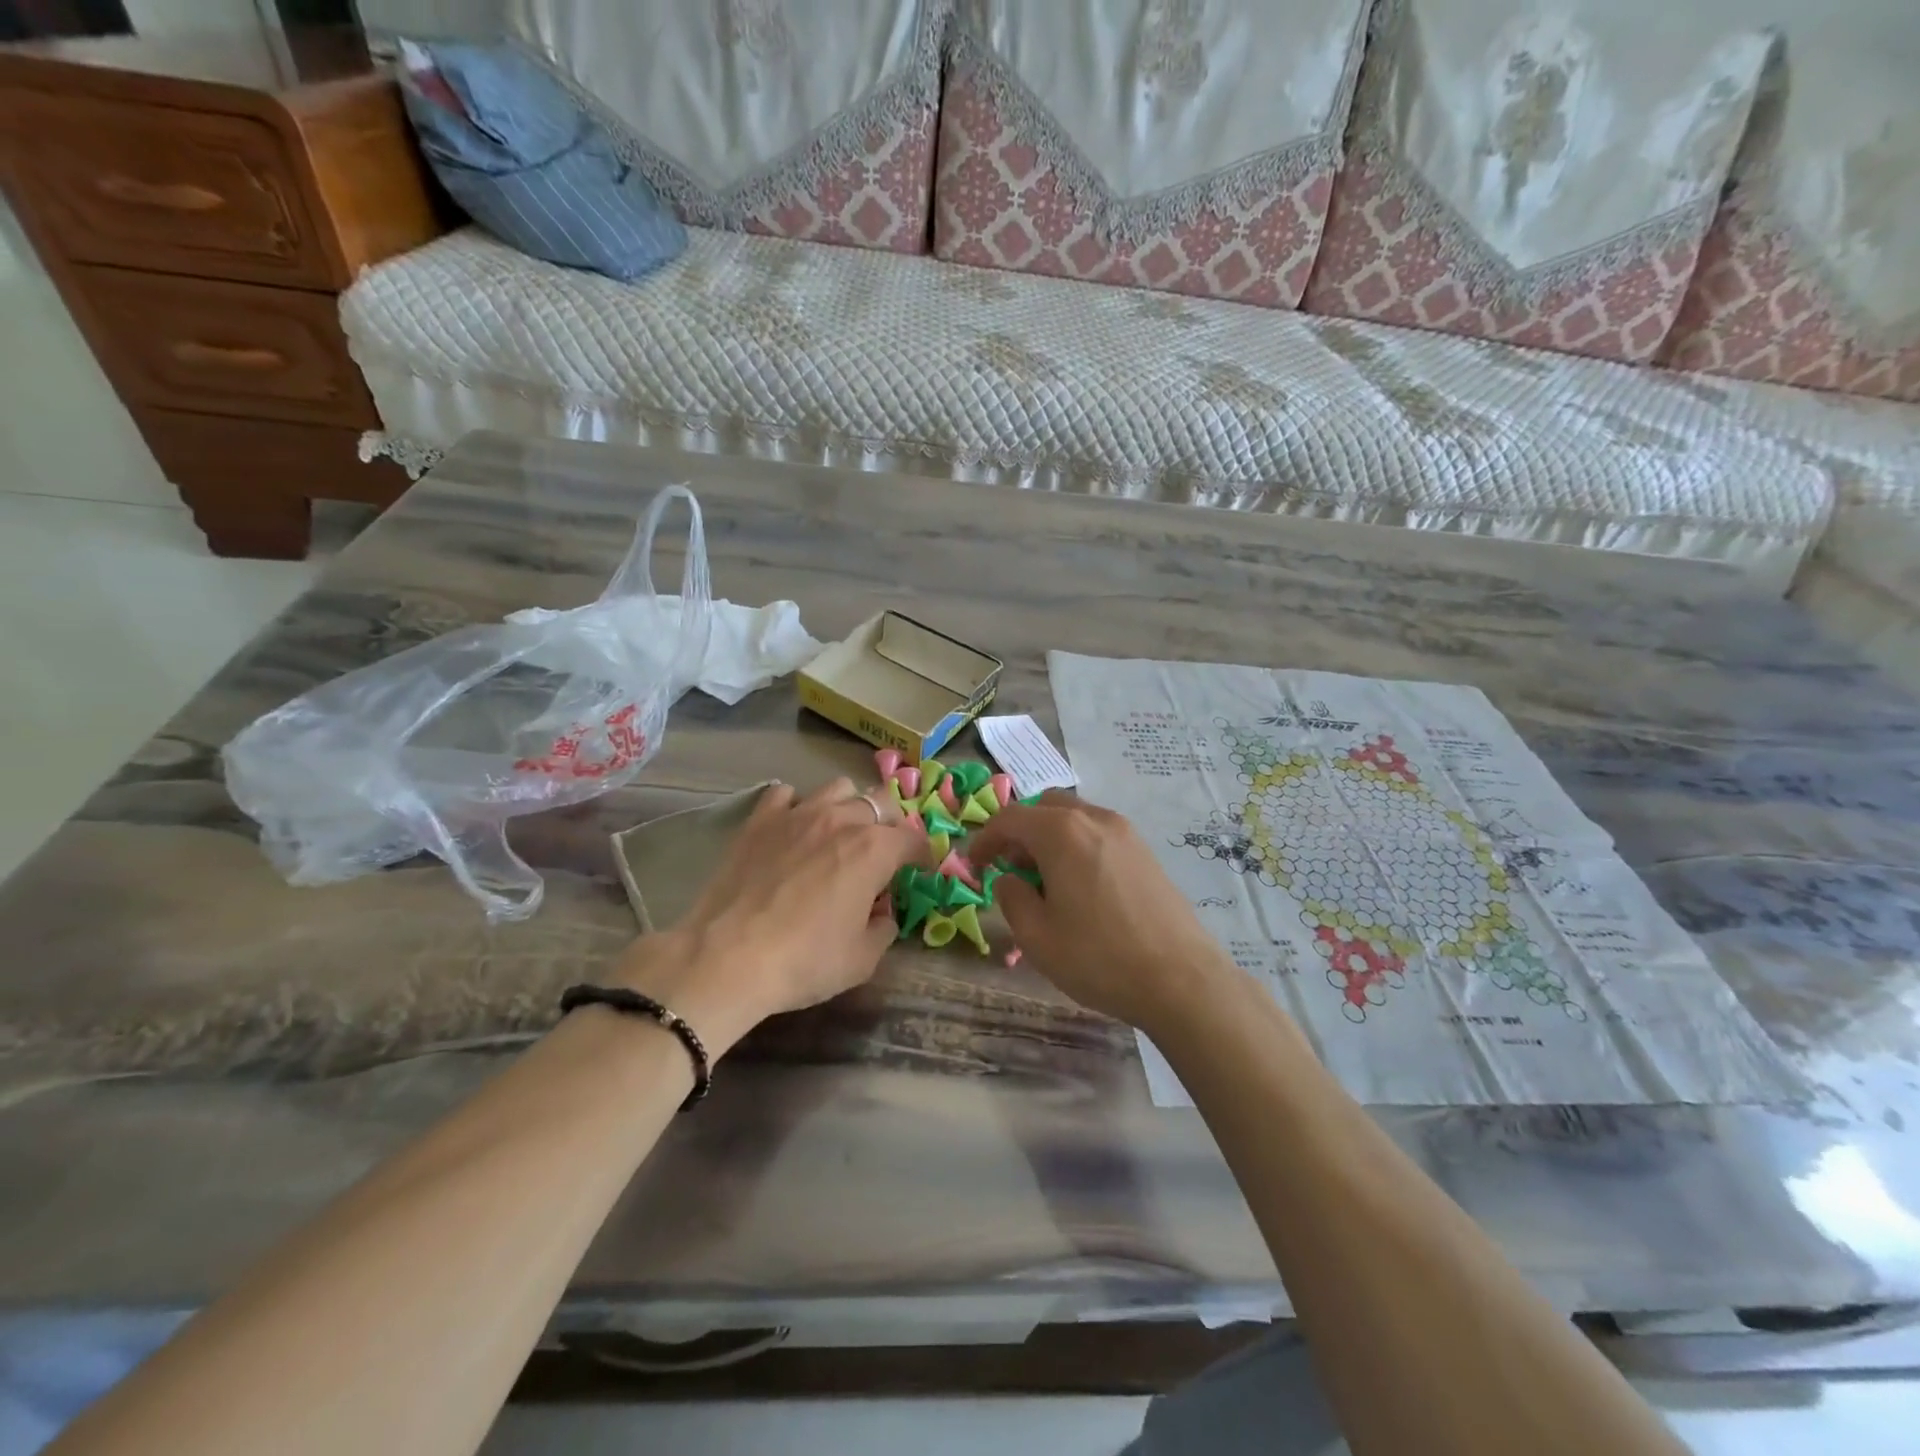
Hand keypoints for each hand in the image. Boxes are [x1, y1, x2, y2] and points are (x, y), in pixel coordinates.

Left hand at [614, 779, 927, 1052]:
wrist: (727, 958)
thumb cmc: (804, 962)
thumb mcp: (862, 960)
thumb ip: (884, 929)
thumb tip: (882, 913)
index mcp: (874, 850)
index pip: (914, 839)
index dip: (923, 855)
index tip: (920, 870)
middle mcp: (842, 820)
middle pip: (880, 802)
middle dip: (890, 823)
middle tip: (882, 852)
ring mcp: (798, 814)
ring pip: (838, 788)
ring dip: (848, 807)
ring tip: (840, 833)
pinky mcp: (760, 820)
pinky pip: (786, 794)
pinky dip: (796, 806)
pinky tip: (793, 828)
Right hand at [968, 793, 1237, 1031]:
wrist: (1181, 979)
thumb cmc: (1099, 958)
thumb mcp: (1036, 936)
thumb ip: (1011, 897)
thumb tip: (1010, 879)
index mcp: (1062, 832)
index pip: (1010, 818)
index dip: (984, 838)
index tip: (974, 864)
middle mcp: (1094, 818)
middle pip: (1045, 806)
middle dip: (1020, 831)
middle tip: (1010, 868)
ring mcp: (1126, 832)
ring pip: (1074, 817)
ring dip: (1049, 837)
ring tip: (1044, 881)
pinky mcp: (1145, 851)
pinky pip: (1098, 833)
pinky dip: (1076, 845)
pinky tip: (1079, 887)